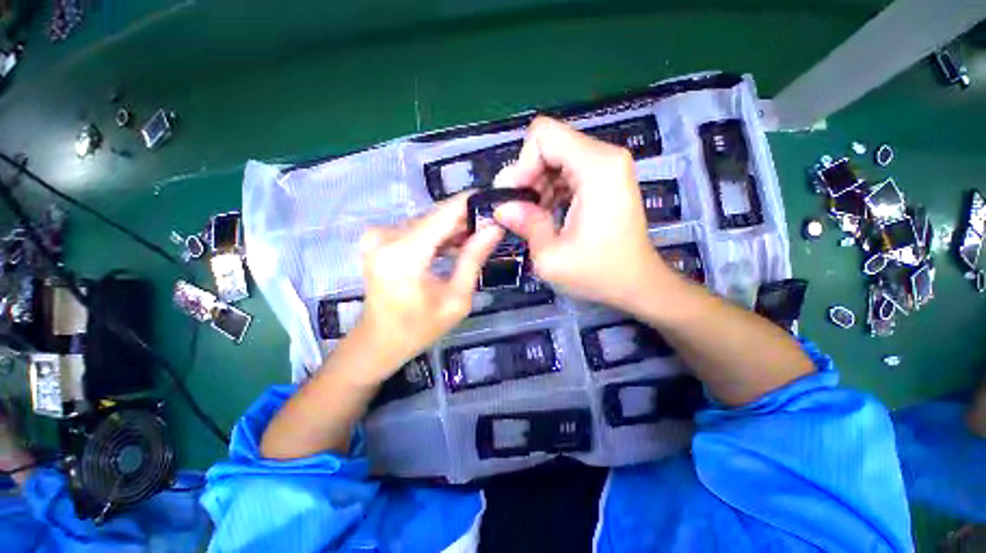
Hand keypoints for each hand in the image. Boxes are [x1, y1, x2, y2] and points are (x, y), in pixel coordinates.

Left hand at [354, 193, 502, 379]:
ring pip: (428, 221)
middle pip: (436, 216)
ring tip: (477, 239)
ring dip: (452, 229)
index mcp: (404, 253)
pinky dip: (436, 235)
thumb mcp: (456, 298)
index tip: (497, 197)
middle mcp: (386, 235)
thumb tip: (495, 228)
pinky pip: (416, 229)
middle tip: (493, 226)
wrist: (379, 341)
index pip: (444, 213)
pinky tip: (454, 246)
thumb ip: (473, 259)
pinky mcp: (378, 238)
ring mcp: (378, 235)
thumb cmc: (419, 327)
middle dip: (466, 219)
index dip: (472, 202)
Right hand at [493, 116, 672, 311]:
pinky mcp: (606, 178)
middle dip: (528, 176)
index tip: (517, 198)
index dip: (522, 164)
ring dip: (538, 184)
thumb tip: (501, 208)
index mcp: (596, 168)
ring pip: (555, 157)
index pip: (543, 135)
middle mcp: (605, 157)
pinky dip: (551, 188)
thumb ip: (525, 225)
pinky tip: (547, 213)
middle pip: (549, 144)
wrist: (637, 283)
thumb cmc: (598, 273)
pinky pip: (567, 169)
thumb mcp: (551, 258)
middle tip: (520, 211)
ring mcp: (608, 166)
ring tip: (534, 216)